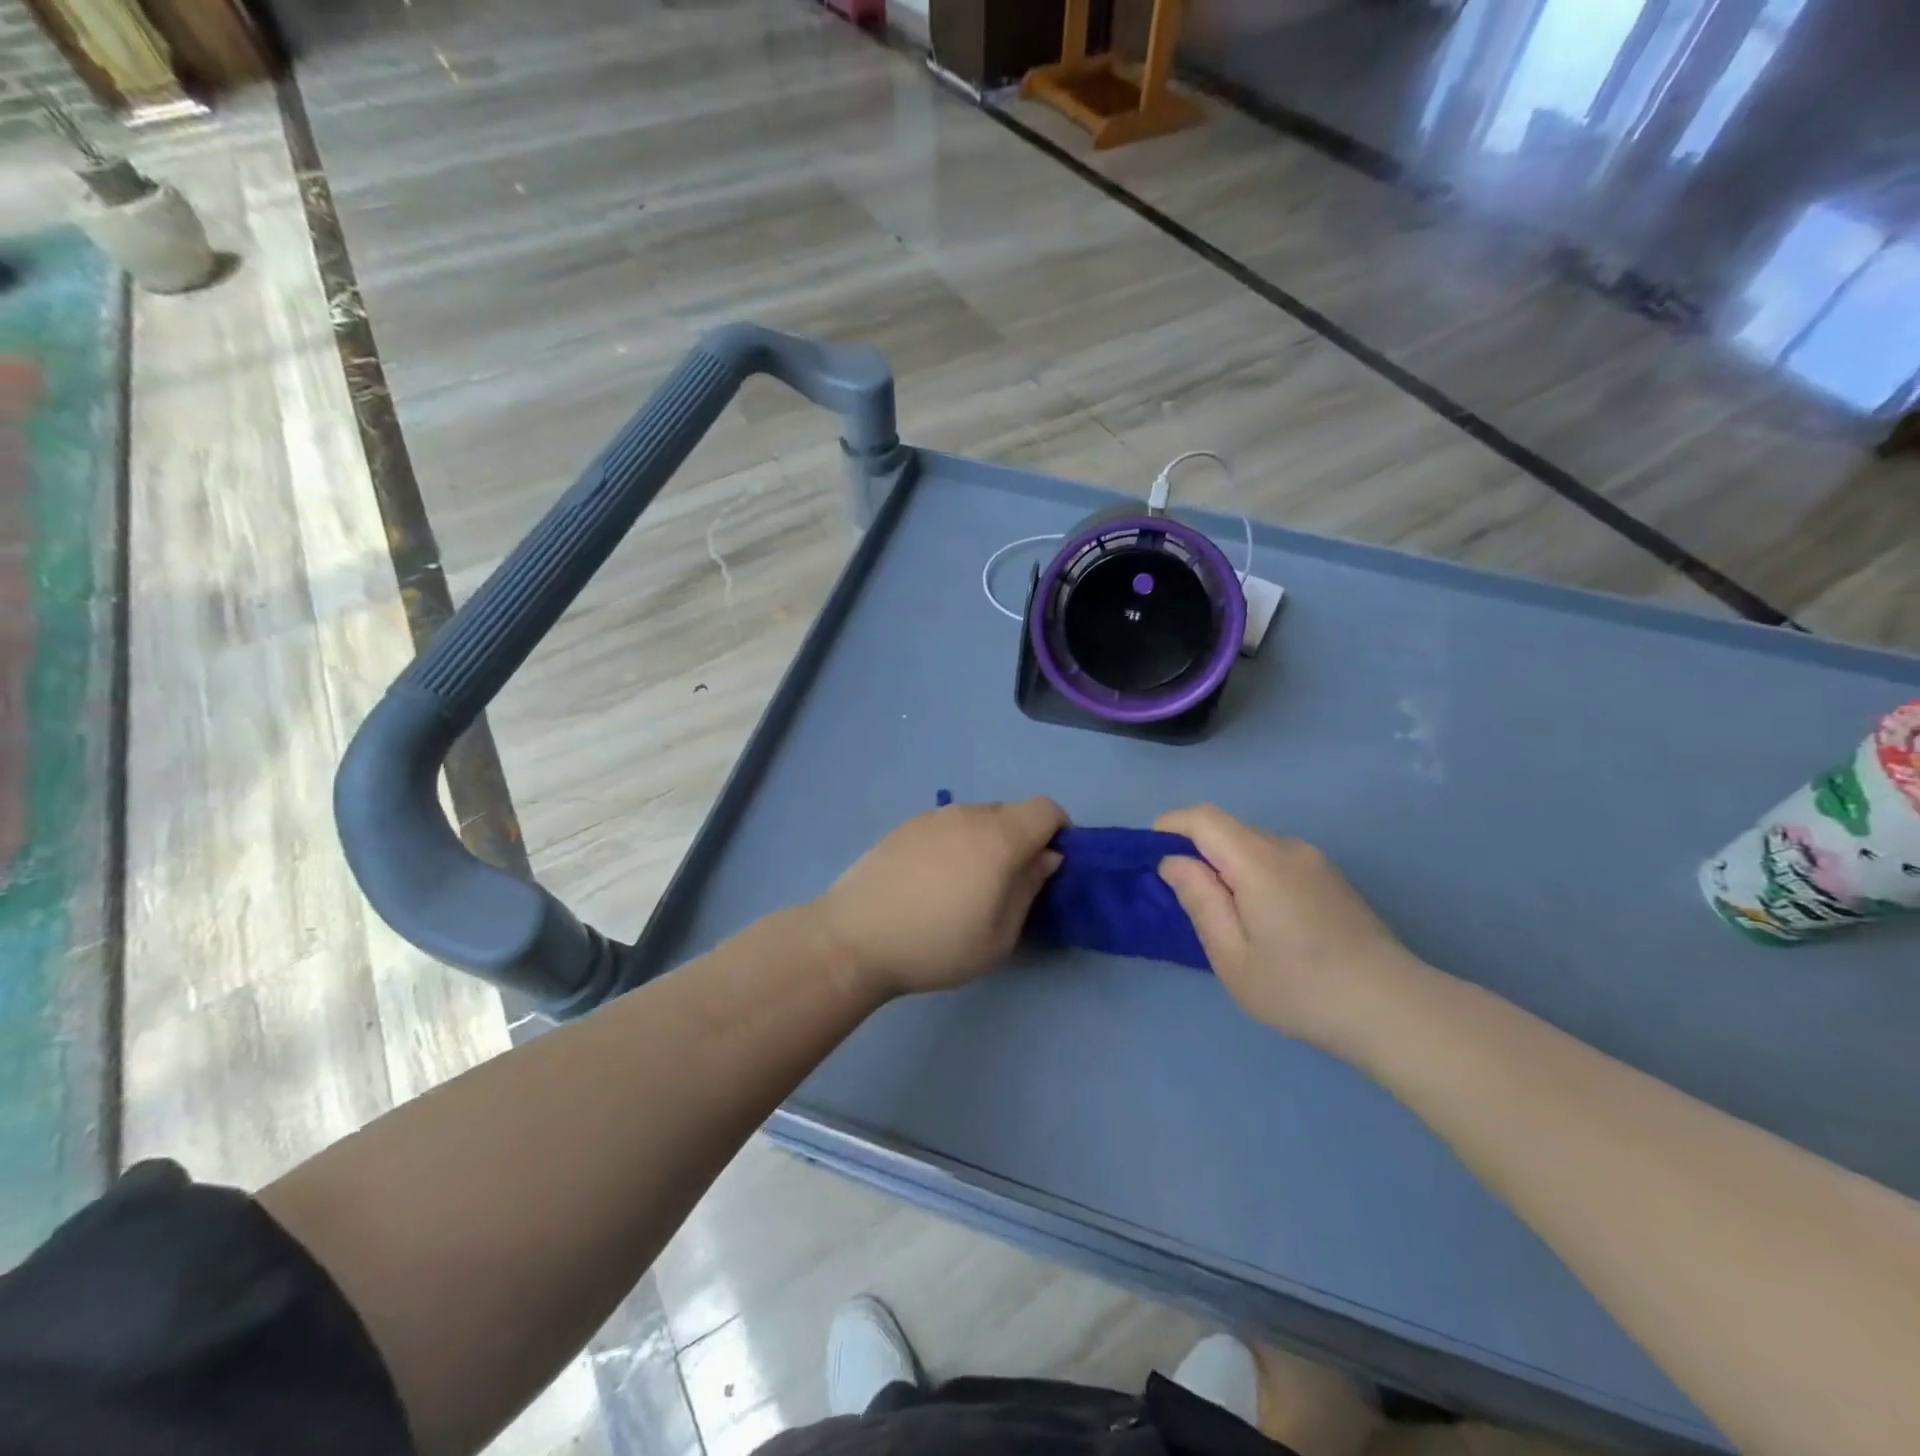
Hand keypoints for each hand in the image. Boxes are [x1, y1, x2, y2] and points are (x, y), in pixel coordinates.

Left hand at [816, 797, 1065, 998]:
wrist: (853, 938)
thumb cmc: (936, 945)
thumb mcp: (999, 936)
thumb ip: (1029, 889)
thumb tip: (1046, 857)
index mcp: (999, 837)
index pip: (1046, 809)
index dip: (1058, 832)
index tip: (1049, 867)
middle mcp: (968, 814)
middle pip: (1012, 812)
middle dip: (1022, 840)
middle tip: (1007, 885)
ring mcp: (932, 816)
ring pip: (977, 817)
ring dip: (986, 841)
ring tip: (964, 886)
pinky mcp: (905, 826)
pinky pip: (947, 825)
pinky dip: (955, 843)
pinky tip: (931, 881)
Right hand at [1155, 804, 1420, 1049]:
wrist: (1393, 1010)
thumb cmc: (1300, 987)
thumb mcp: (1232, 955)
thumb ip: (1199, 900)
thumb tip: (1174, 862)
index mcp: (1257, 859)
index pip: (1203, 818)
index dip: (1170, 827)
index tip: (1151, 857)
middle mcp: (1287, 847)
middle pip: (1228, 830)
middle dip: (1196, 851)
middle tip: (1184, 899)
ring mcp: (1315, 861)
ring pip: (1253, 846)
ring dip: (1227, 866)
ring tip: (1225, 917)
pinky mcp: (1331, 879)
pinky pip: (1277, 861)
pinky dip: (1254, 875)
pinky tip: (1263, 921)